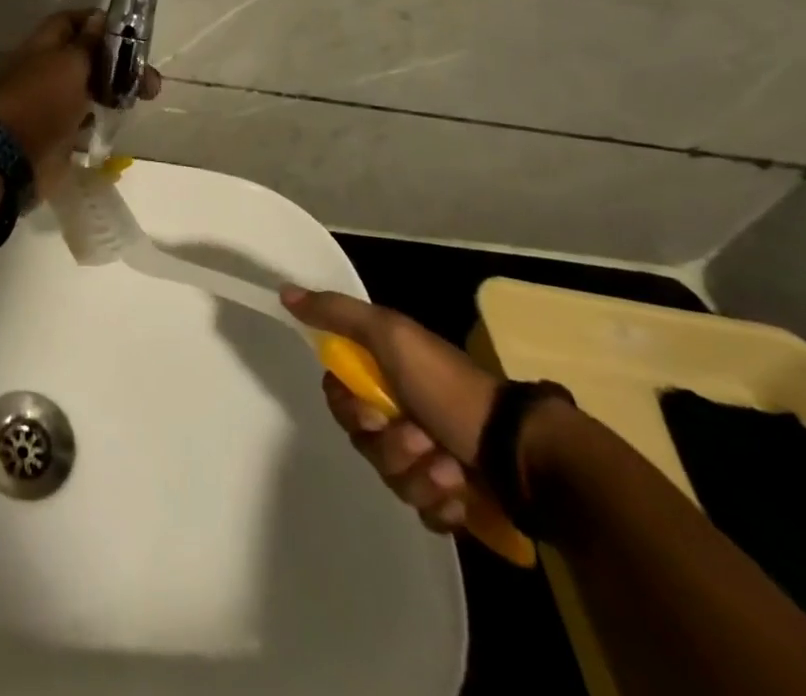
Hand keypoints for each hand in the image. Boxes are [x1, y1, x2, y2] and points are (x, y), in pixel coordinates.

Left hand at [0, 10, 159, 197]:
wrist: (15, 156)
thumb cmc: (43, 100)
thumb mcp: (70, 63)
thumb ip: (88, 42)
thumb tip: (100, 17)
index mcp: (45, 44)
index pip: (73, 21)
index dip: (99, 22)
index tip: (131, 32)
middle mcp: (49, 68)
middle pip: (88, 55)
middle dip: (119, 61)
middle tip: (150, 75)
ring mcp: (54, 99)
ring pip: (91, 85)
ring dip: (117, 87)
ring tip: (147, 96)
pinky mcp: (61, 128)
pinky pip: (86, 114)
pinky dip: (103, 113)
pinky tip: (123, 115)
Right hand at [282, 287, 502, 535]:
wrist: (521, 452)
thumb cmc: (449, 387)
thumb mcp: (390, 335)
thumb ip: (337, 314)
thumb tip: (284, 292)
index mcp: (385, 377)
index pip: (339, 399)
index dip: (350, 409)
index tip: (373, 410)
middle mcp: (400, 415)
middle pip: (363, 443)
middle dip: (390, 446)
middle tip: (420, 437)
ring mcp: (427, 461)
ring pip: (392, 480)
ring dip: (419, 476)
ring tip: (451, 469)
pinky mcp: (451, 501)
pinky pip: (424, 513)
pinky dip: (442, 505)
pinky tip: (461, 494)